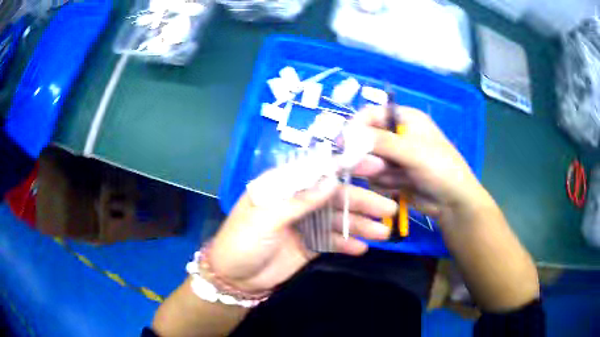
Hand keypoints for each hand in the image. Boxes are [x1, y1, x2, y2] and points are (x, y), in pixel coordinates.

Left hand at [209, 173, 396, 293]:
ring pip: (338, 219)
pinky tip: (361, 248)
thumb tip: (332, 180)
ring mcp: (305, 224)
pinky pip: (332, 241)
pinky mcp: (309, 245)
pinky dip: (347, 244)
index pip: (318, 170)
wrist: (234, 278)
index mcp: (283, 187)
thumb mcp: (266, 218)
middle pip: (335, 196)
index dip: (345, 166)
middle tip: (388, 207)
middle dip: (362, 201)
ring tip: (383, 232)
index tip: (372, 164)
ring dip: (360, 225)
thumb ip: (299, 200)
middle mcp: (298, 201)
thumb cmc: (243, 241)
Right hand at [352, 105, 491, 221]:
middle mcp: (397, 135)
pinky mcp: (392, 175)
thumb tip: (348, 136)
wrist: (452, 203)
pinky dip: (384, 183)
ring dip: (378, 172)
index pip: (371, 114)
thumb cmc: (440, 169)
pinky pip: (375, 177)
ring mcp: (394, 157)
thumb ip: (381, 142)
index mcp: (405, 119)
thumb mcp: (413, 151)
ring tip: (397, 180)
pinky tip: (400, 187)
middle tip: (376, 168)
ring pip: (368, 161)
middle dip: (369, 156)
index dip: (355, 126)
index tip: (343, 143)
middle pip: (366, 139)